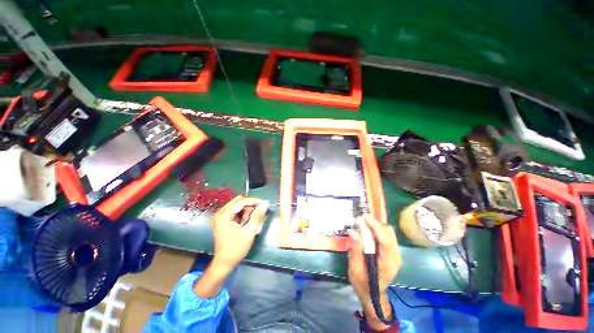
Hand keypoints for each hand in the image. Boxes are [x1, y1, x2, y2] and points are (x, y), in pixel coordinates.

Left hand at [210, 195, 268, 271]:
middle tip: (255, 216)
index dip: (254, 201)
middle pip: (239, 201)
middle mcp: (220, 213)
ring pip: (238, 206)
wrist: (225, 262)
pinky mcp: (222, 220)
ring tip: (249, 223)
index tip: (264, 204)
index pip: (242, 201)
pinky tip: (245, 223)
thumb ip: (257, 216)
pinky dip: (243, 215)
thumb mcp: (249, 231)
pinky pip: (235, 211)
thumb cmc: (236, 248)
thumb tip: (265, 203)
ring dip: (246, 211)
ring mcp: (220, 216)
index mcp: (224, 215)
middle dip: (249, 207)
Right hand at [348, 214, 400, 328]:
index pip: (385, 239)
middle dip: (375, 224)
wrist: (373, 295)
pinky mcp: (393, 253)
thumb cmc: (363, 284)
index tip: (364, 217)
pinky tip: (368, 232)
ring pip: (389, 233)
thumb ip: (355, 250)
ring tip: (363, 224)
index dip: (375, 226)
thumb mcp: (355, 269)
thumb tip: (353, 231)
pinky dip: (377, 231)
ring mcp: (396, 254)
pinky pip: (387, 236)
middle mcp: (395, 256)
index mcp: (387, 262)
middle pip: (389, 233)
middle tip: (361, 221)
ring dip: (376, 226)